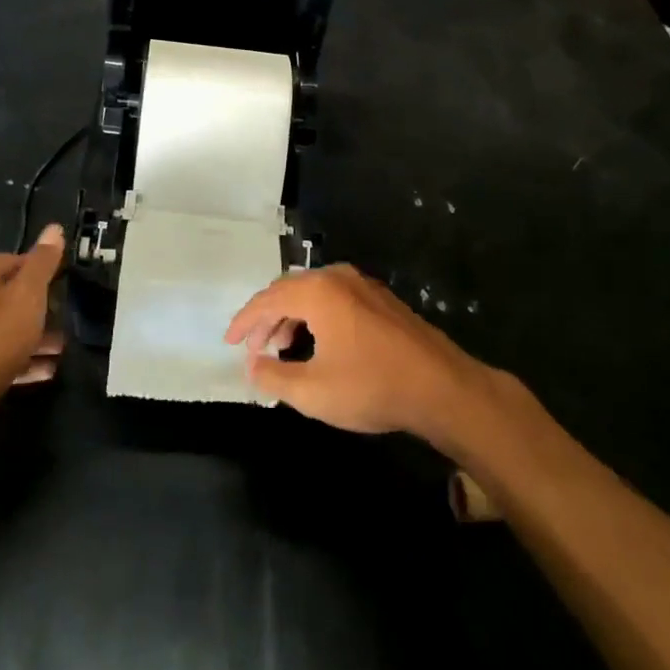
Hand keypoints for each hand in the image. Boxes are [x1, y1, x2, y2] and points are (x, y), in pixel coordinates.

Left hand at [0, 225, 66, 431]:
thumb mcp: (25, 297)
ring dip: (34, 337)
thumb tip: (54, 228)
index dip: (40, 268)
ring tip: (62, 350)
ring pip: (4, 330)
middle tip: (66, 318)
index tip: (64, 281)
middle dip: (39, 307)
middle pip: (7, 297)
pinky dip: (21, 361)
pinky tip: (44, 372)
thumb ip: (42, 264)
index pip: (11, 260)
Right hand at [224, 264, 485, 443]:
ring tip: (282, 348)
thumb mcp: (313, 391)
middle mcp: (338, 277)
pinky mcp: (381, 299)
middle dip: (266, 318)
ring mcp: (363, 285)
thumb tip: (252, 365)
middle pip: (288, 289)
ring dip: (291, 317)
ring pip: (312, 292)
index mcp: (318, 292)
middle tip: (252, 347)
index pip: (267, 300)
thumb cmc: (372, 387)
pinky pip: (334, 297)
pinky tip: (317, 343)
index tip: (228, 342)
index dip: (244, 322)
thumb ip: (274, 376)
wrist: (442, 388)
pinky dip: (315, 315)